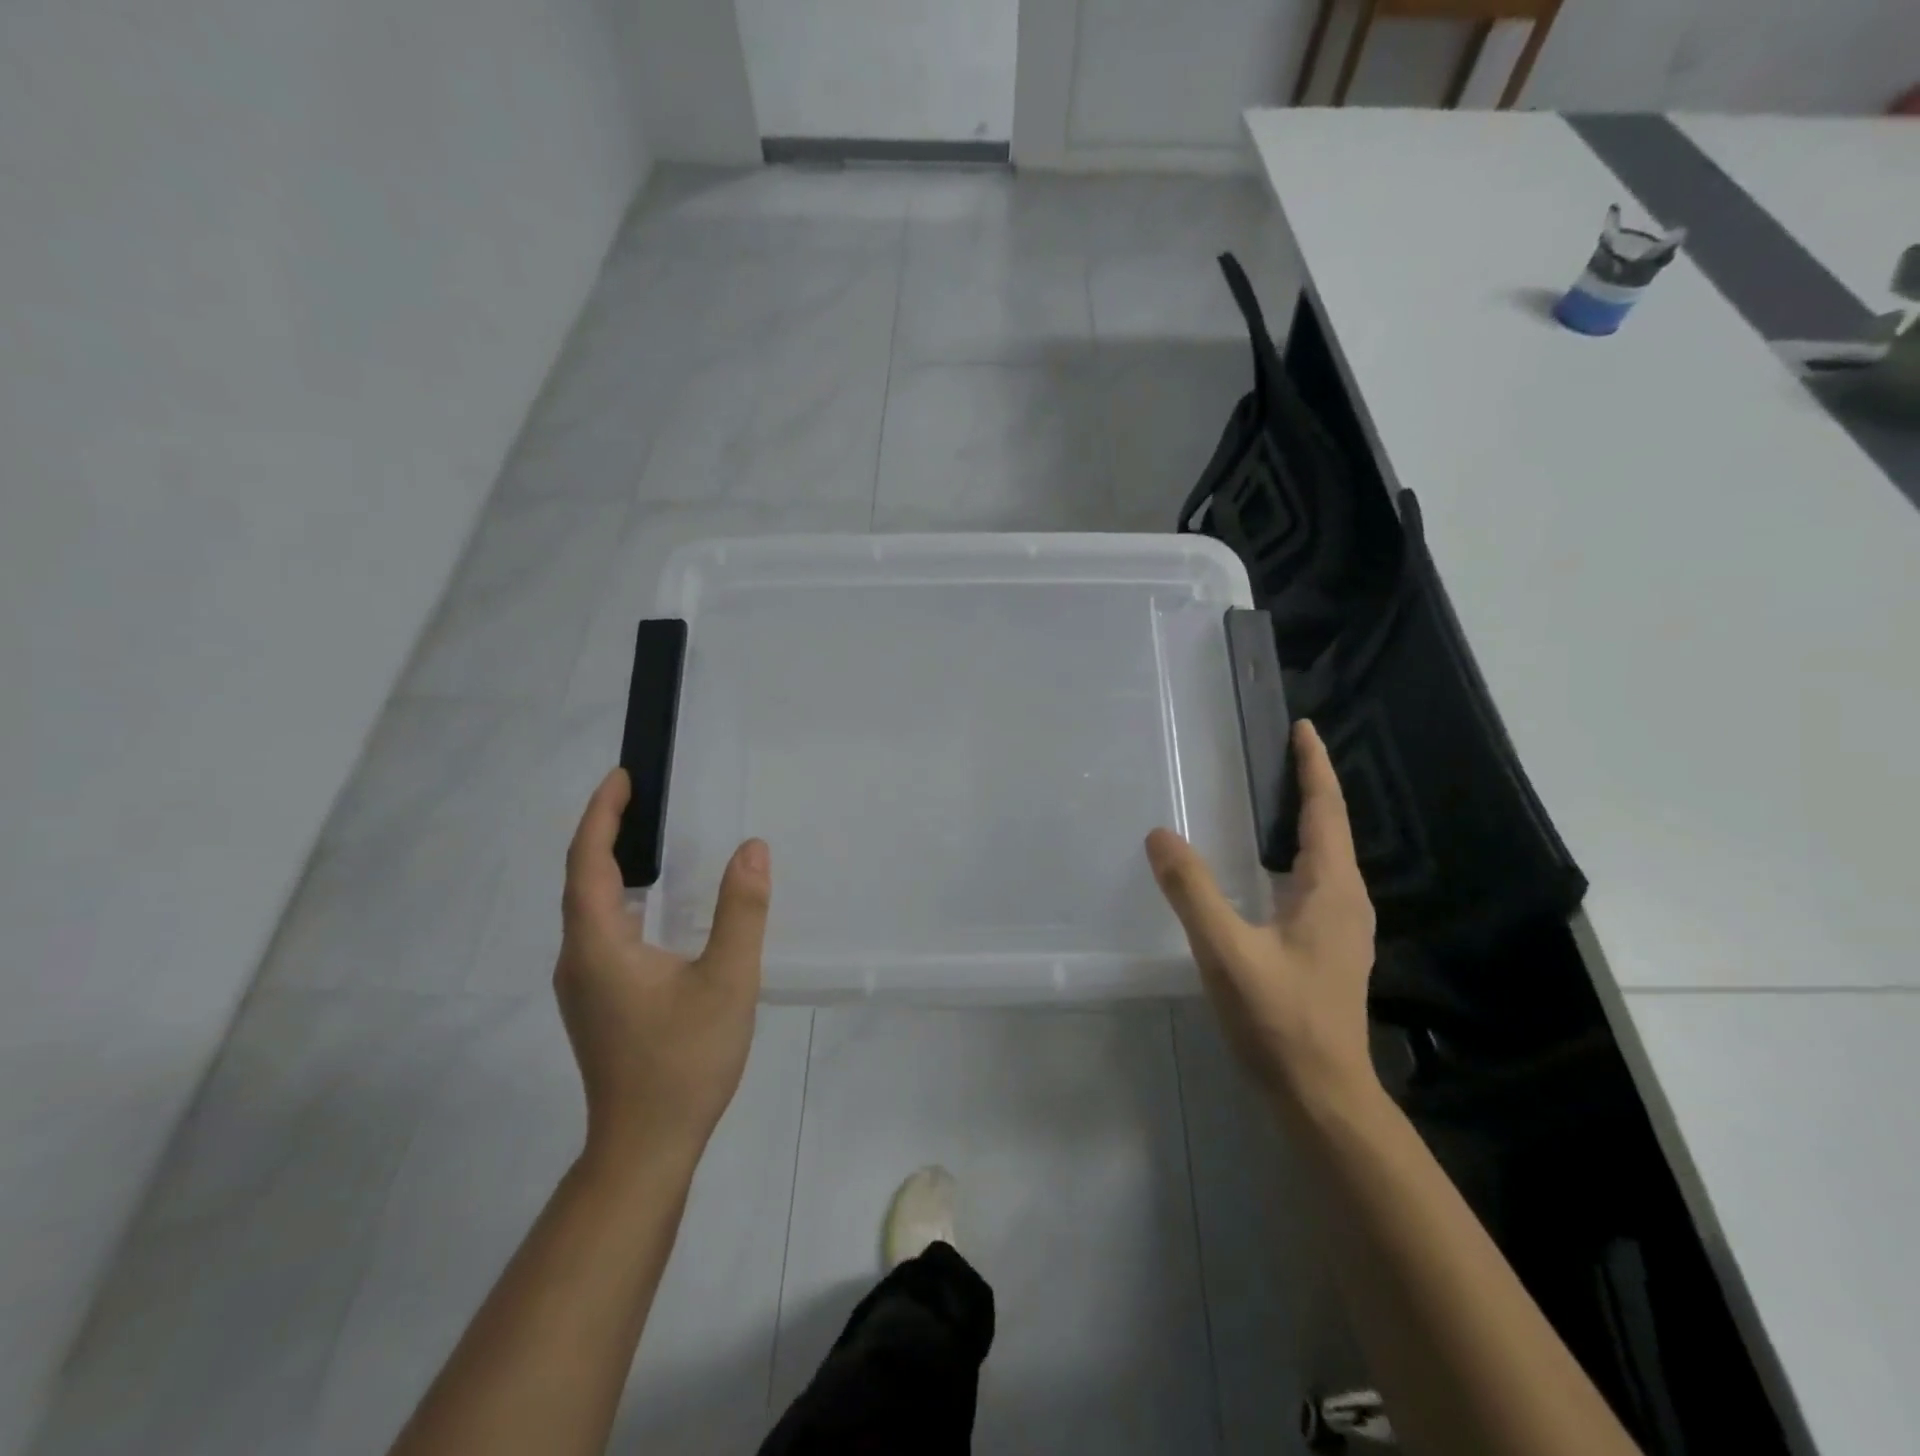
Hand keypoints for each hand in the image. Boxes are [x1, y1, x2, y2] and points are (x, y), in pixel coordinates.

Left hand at [554, 768, 770, 1177]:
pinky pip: (600, 930)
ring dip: (610, 864)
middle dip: (605, 831)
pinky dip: (619, 897)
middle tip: (640, 796)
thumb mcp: (728, 981)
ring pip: (588, 907)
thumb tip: (751, 849)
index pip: (588, 862)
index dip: (601, 814)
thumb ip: (741, 911)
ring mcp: (582, 984)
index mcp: (599, 945)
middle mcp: (578, 958)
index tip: (622, 776)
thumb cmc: (685, 1061)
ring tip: (647, 836)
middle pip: (581, 880)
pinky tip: (653, 903)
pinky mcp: (596, 1001)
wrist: (646, 1146)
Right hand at [1146, 720, 1377, 1112]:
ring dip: (1302, 822)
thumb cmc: (1280, 1019)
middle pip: (1330, 828)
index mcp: (1331, 889)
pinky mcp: (1329, 948)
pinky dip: (1293, 856)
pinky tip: (1265, 869)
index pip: (1326, 810)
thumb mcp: (1226, 951)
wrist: (1322, 1096)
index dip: (1314, 766)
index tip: (1302, 727)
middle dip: (1308, 787)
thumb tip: (1160, 835)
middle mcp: (1346, 900)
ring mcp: (1342, 927)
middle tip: (1275, 755)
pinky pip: (1314, 882)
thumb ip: (1192, 891)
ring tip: (1270, 799)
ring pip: (1324, 858)